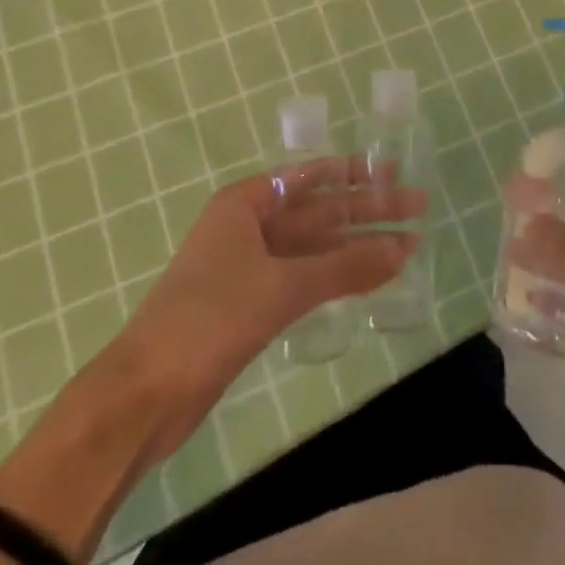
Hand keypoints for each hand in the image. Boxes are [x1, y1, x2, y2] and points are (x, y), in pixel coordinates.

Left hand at [115, 158, 423, 456]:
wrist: (147, 393)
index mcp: (245, 203)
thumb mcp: (282, 286)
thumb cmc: (210, 318)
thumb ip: (345, 267)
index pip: (309, 176)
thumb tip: (405, 248)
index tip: (393, 171)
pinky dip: (337, 277)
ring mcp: (250, 266)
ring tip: (406, 244)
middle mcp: (248, 225)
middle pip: (317, 211)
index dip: (354, 173)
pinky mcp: (252, 304)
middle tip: (417, 206)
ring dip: (357, 246)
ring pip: (314, 247)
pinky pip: (305, 278)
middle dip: (366, 210)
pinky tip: (369, 277)